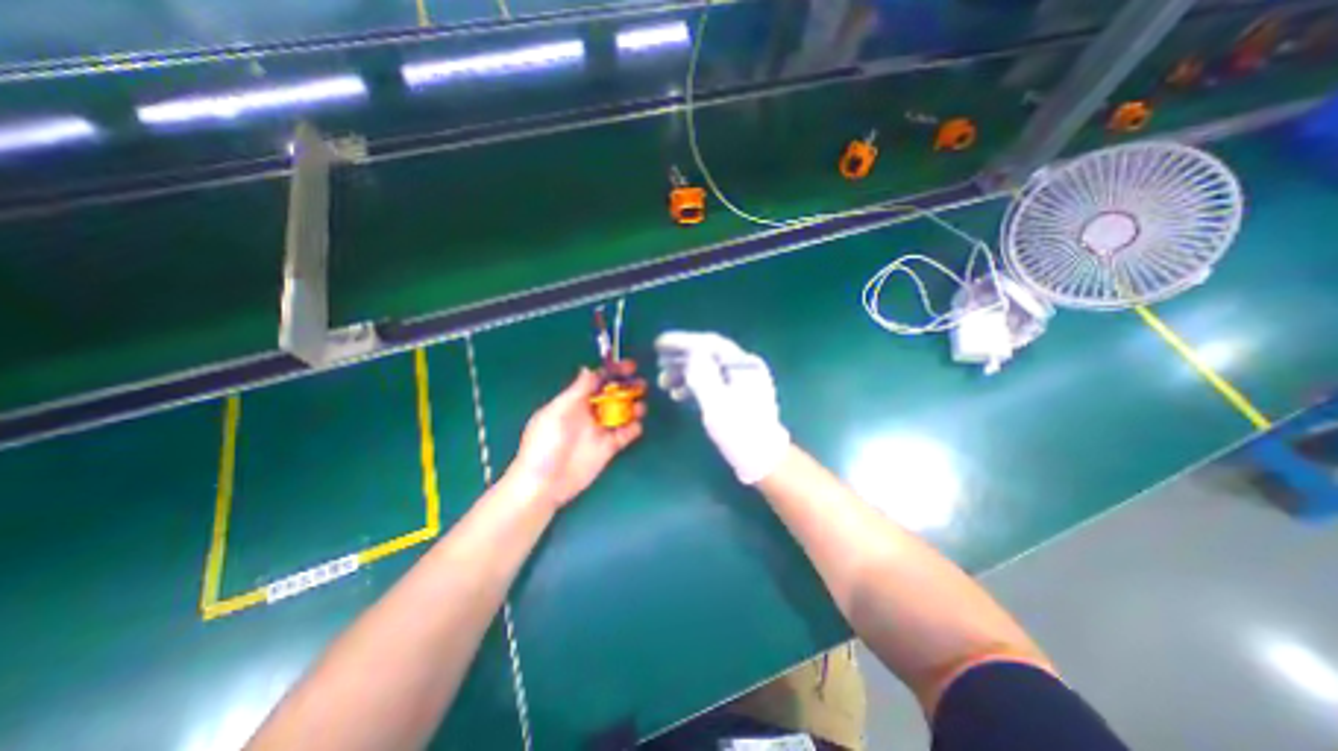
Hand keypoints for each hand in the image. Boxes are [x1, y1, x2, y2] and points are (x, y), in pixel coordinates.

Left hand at [504, 364, 645, 511]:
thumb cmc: (545, 444)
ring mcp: (600, 430)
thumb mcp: (557, 412)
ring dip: (633, 407)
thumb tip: (588, 369)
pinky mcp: (608, 448)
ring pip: (622, 413)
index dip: (612, 372)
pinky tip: (636, 426)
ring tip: (640, 407)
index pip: (597, 381)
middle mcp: (590, 413)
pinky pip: (625, 434)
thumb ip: (576, 391)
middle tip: (641, 385)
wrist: (545, 484)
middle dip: (627, 388)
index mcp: (575, 402)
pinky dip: (633, 429)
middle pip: (613, 395)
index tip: (629, 366)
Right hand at [654, 333, 785, 482]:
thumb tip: (691, 353)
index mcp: (743, 364)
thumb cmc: (740, 432)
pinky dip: (693, 385)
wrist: (763, 460)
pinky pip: (711, 383)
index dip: (683, 341)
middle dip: (680, 356)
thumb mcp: (718, 404)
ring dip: (684, 372)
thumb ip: (704, 376)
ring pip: (707, 369)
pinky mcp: (736, 396)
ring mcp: (741, 382)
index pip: (710, 343)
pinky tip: (677, 394)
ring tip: (662, 381)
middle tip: (657, 361)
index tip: (659, 343)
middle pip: (708, 354)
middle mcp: (743, 367)